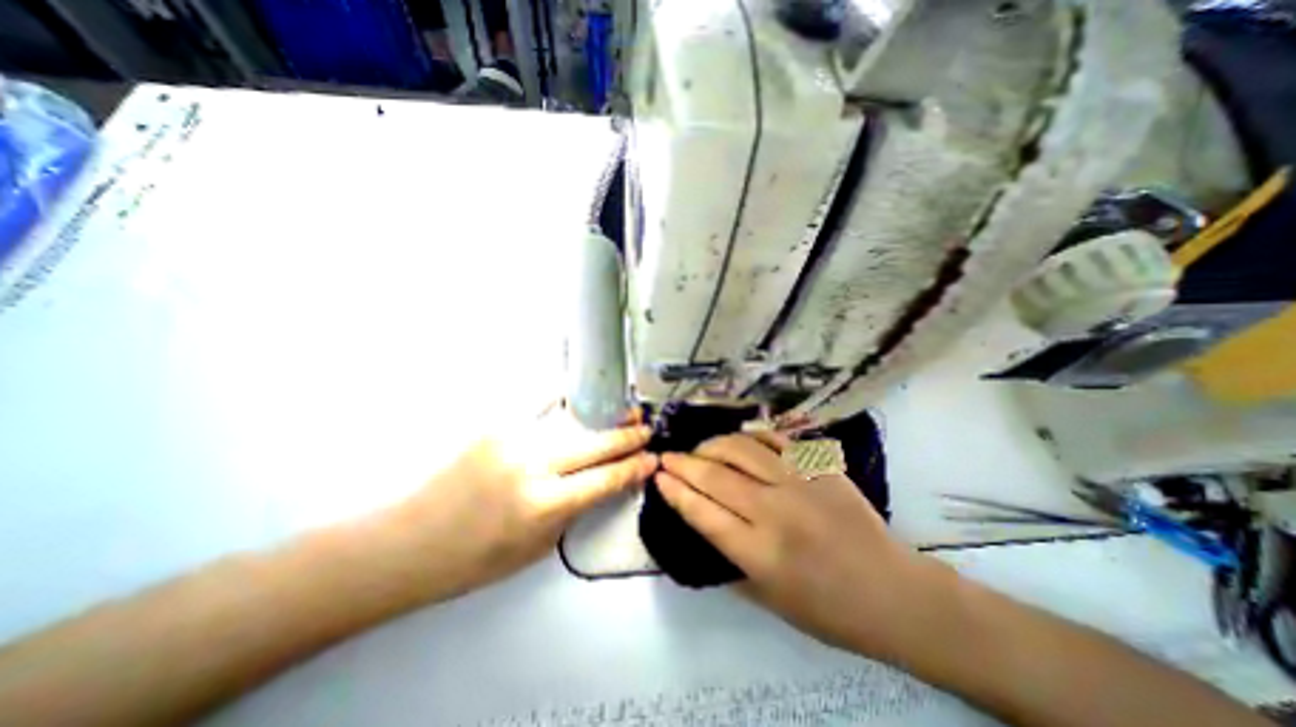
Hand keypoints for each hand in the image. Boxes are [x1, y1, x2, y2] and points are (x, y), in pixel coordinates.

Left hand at [401, 405, 657, 598]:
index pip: (605, 478)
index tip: (652, 458)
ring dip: (603, 413)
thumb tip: (600, 481)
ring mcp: (513, 438)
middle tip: (646, 429)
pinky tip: (578, 392)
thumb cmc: (474, 559)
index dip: (633, 467)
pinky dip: (564, 395)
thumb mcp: (535, 548)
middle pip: (595, 443)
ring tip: (623, 409)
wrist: (409, 542)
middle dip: (627, 436)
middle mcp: (534, 465)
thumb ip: (571, 511)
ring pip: (572, 418)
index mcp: (544, 505)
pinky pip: (538, 402)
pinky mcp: (495, 424)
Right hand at [660, 433, 944, 655]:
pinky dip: (750, 435)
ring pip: (742, 449)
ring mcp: (801, 483)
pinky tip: (738, 439)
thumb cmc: (829, 610)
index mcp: (760, 553)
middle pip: (716, 477)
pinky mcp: (820, 467)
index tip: (658, 476)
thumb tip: (702, 521)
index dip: (675, 491)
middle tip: (667, 456)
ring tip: (700, 448)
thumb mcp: (769, 599)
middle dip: (683, 463)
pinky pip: (776, 439)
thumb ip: (729, 560)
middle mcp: (776, 512)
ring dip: (712, 445)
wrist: (894, 593)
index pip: (703, 512)